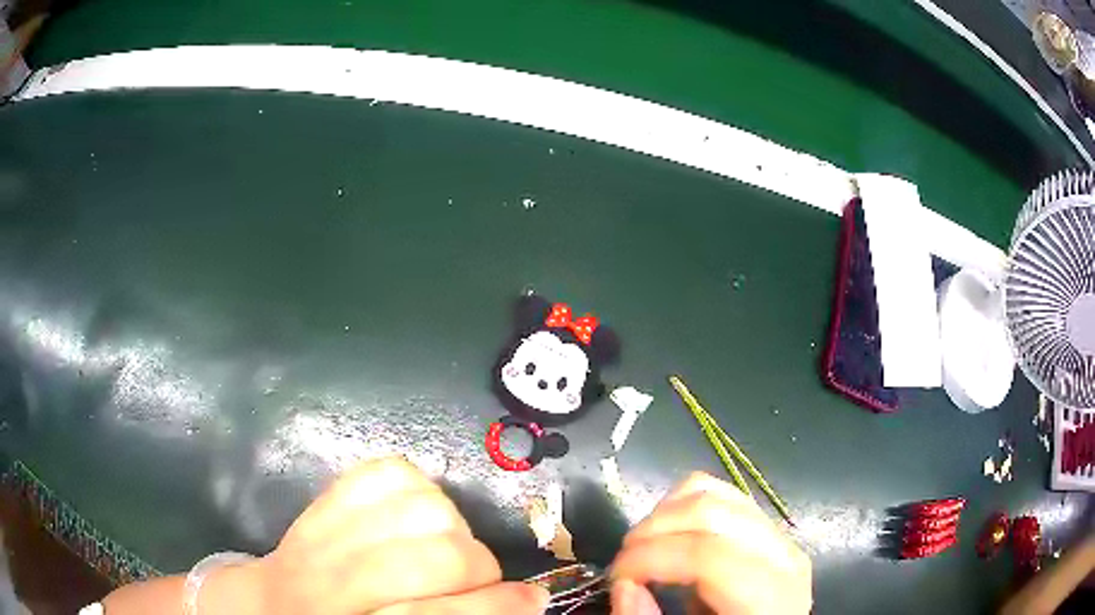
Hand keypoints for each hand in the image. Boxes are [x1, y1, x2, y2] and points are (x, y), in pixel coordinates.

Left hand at [245, 456, 548, 614]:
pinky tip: (418, 512)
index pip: (433, 613)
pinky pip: (388, 471)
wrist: (273, 603)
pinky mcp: (324, 497)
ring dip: (454, 528)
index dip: (493, 607)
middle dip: (478, 567)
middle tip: (478, 580)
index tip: (532, 602)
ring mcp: (324, 532)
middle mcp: (335, 581)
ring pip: (422, 509)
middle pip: (436, 558)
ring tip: (447, 545)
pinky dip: (419, 487)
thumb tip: (521, 603)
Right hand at [610, 472, 810, 613]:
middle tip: (624, 562)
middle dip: (653, 530)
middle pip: (710, 512)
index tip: (616, 576)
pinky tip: (669, 534)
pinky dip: (684, 505)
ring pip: (715, 493)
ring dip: (666, 514)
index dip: (651, 558)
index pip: (707, 555)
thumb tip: (624, 585)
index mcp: (770, 597)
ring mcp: (777, 534)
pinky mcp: (766, 526)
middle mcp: (782, 555)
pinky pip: (722, 494)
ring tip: (642, 548)